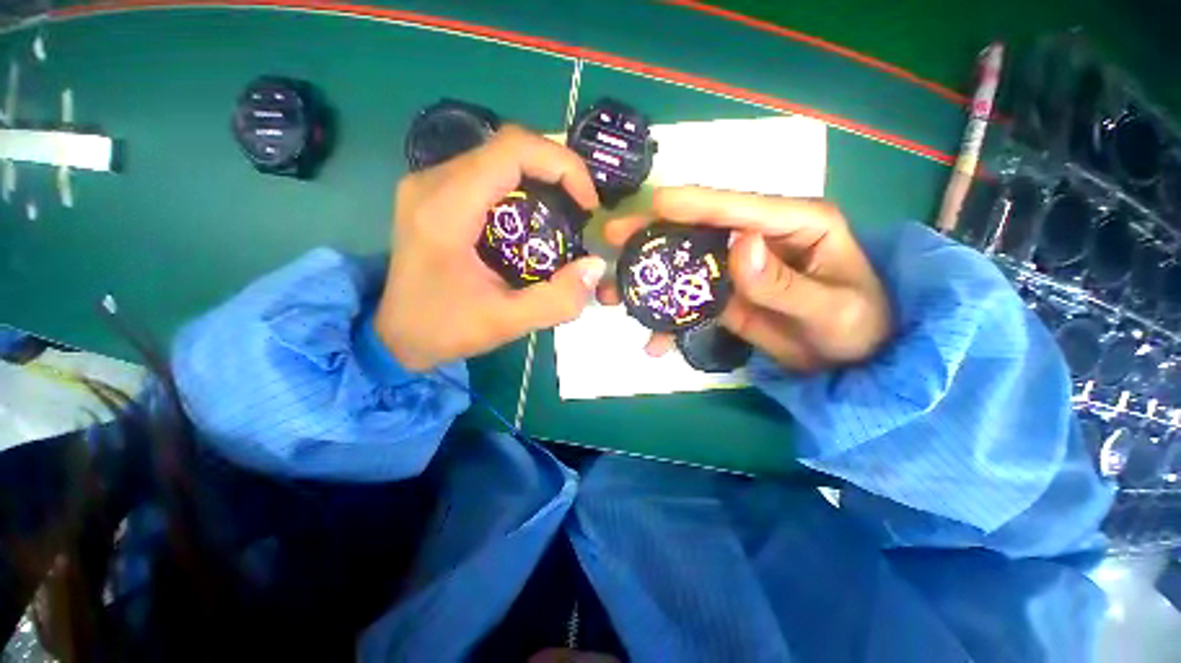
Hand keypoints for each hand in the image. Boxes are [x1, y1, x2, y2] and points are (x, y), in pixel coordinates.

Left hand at [376, 126, 605, 371]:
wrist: (396, 335)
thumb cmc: (444, 328)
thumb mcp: (506, 323)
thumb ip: (556, 300)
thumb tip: (596, 266)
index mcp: (446, 208)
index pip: (512, 150)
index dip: (562, 165)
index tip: (588, 203)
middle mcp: (433, 182)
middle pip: (508, 147)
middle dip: (558, 170)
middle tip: (582, 208)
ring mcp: (431, 184)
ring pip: (499, 157)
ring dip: (542, 177)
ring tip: (567, 211)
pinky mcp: (437, 195)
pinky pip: (489, 173)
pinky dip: (523, 186)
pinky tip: (537, 217)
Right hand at [599, 186, 890, 371]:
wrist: (853, 364)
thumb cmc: (859, 329)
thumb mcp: (830, 311)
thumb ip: (784, 283)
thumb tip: (739, 244)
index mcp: (795, 224)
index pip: (739, 207)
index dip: (695, 204)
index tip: (655, 203)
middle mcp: (758, 239)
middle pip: (699, 230)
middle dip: (654, 236)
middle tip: (614, 238)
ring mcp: (737, 269)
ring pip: (684, 266)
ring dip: (650, 281)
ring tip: (614, 295)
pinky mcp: (725, 296)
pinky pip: (689, 301)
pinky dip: (668, 319)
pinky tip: (654, 340)